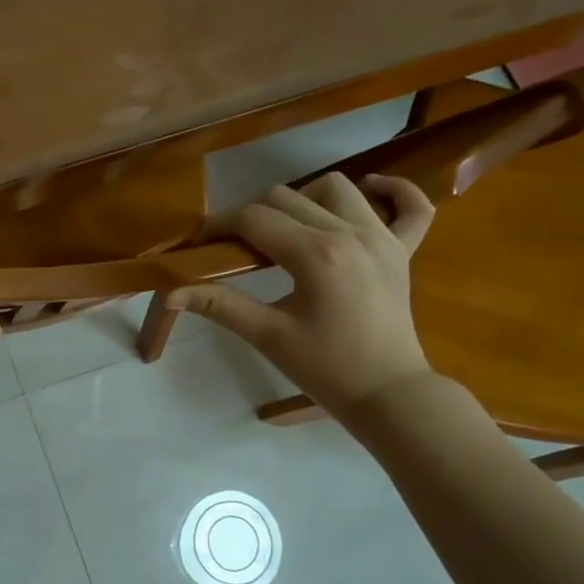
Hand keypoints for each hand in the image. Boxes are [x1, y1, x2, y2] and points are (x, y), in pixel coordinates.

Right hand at [167, 173, 436, 423]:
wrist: (388, 394)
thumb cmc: (326, 369)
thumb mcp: (268, 336)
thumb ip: (221, 305)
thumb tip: (171, 292)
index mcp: (316, 254)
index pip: (254, 219)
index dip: (219, 225)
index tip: (200, 243)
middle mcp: (351, 233)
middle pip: (287, 197)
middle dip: (251, 214)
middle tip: (234, 248)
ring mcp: (384, 237)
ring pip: (335, 189)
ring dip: (303, 200)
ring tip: (286, 230)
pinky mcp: (404, 250)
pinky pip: (412, 205)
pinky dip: (392, 191)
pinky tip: (368, 193)